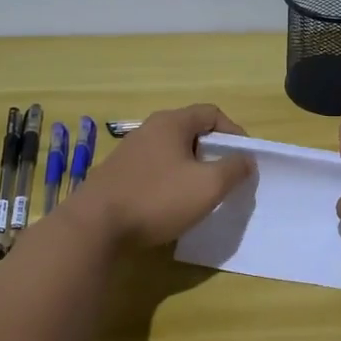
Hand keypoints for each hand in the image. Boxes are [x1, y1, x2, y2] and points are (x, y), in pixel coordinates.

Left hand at [72, 104, 254, 248]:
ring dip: (191, 169)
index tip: (245, 158)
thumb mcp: (208, 185)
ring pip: (171, 152)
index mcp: (171, 123)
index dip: (234, 132)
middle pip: (191, 132)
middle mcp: (148, 130)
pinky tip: (172, 206)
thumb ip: (234, 168)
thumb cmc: (157, 199)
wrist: (94, 227)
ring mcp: (129, 152)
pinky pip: (154, 170)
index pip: (211, 113)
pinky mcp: (117, 175)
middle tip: (226, 177)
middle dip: (213, 152)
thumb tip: (247, 159)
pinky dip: (170, 182)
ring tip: (202, 194)